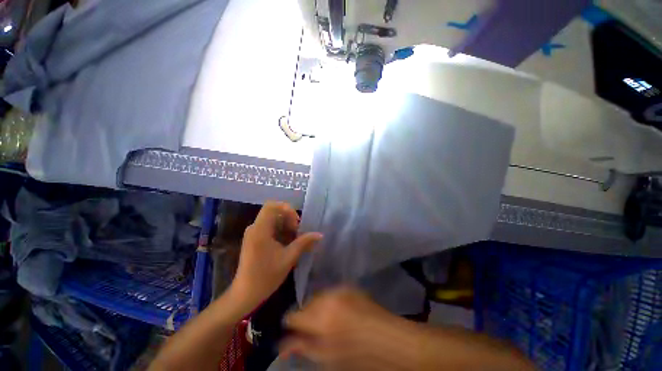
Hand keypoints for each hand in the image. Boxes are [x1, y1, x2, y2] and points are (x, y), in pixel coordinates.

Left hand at [230, 201, 321, 310]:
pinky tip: (286, 243)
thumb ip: (304, 243)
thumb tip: (319, 235)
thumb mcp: (289, 258)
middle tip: (298, 232)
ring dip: (285, 226)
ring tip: (294, 239)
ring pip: (272, 220)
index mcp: (260, 229)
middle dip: (288, 219)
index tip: (296, 222)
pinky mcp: (253, 239)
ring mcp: (253, 233)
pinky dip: (280, 231)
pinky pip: (269, 228)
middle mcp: (254, 227)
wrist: (245, 294)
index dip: (287, 209)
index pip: (272, 205)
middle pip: (274, 212)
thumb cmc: (266, 276)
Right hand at [281, 287, 410, 369]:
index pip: (294, 316)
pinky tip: (337, 311)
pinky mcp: (350, 286)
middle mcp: (329, 299)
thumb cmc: (361, 358)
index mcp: (322, 320)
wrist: (393, 341)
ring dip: (317, 307)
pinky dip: (329, 301)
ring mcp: (341, 289)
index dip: (291, 324)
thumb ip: (305, 348)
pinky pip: (331, 292)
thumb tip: (284, 345)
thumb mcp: (330, 359)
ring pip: (318, 295)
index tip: (292, 331)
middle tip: (311, 329)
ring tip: (326, 320)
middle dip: (305, 315)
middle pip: (306, 303)